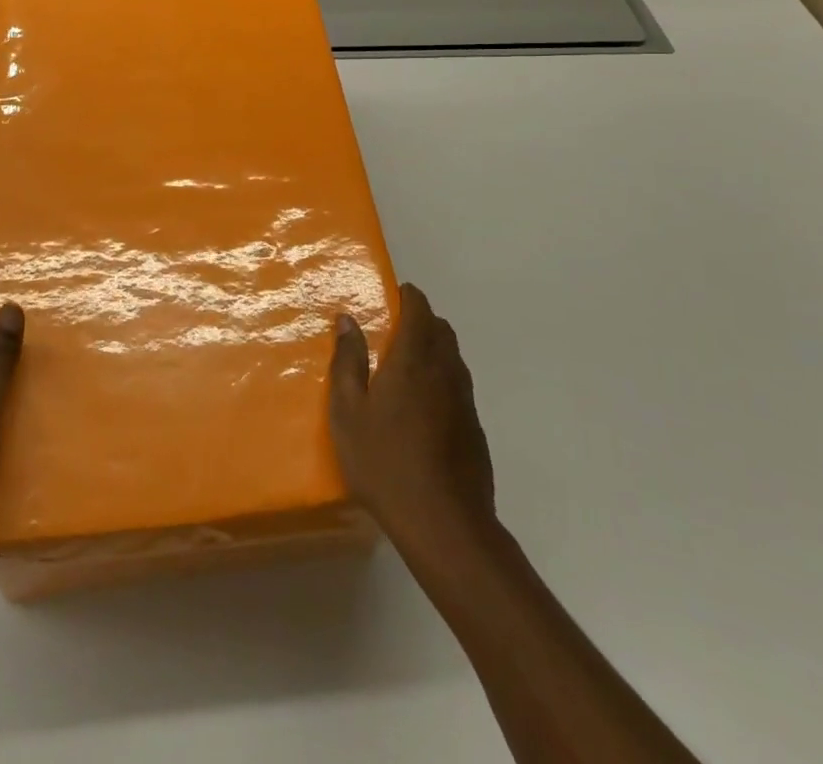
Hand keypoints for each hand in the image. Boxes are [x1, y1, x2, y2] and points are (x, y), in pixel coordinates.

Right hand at [330, 284, 495, 550]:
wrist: (445, 525)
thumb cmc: (385, 462)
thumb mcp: (347, 412)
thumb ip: (347, 362)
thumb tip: (348, 320)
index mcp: (414, 359)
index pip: (419, 309)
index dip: (407, 296)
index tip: (390, 295)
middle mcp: (446, 370)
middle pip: (441, 329)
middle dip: (420, 319)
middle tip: (392, 330)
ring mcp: (465, 401)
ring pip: (453, 357)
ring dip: (433, 348)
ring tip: (404, 367)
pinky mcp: (475, 429)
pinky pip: (458, 386)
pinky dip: (442, 379)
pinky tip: (422, 409)